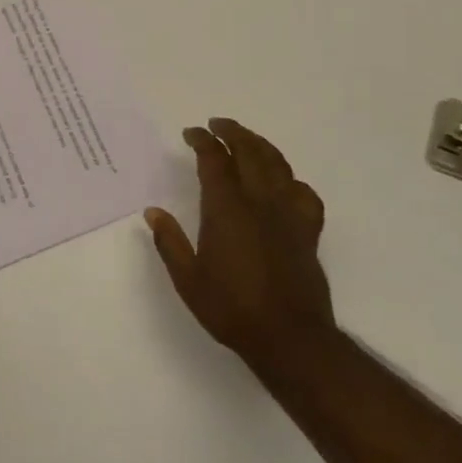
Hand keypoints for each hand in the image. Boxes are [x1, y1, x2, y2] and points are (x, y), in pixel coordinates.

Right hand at [145, 118, 337, 386]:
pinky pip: (304, 192)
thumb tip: (153, 212)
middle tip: (216, 124)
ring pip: (277, 164)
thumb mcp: (188, 280)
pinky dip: (291, 179)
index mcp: (226, 209)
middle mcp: (259, 202)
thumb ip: (170, 242)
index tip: (190, 133)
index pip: (214, 160)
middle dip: (231, 132)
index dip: (202, 141)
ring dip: (259, 144)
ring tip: (246, 139)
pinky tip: (283, 183)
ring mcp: (288, 213)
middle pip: (249, 151)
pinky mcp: (308, 230)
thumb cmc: (232, 309)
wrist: (289, 338)